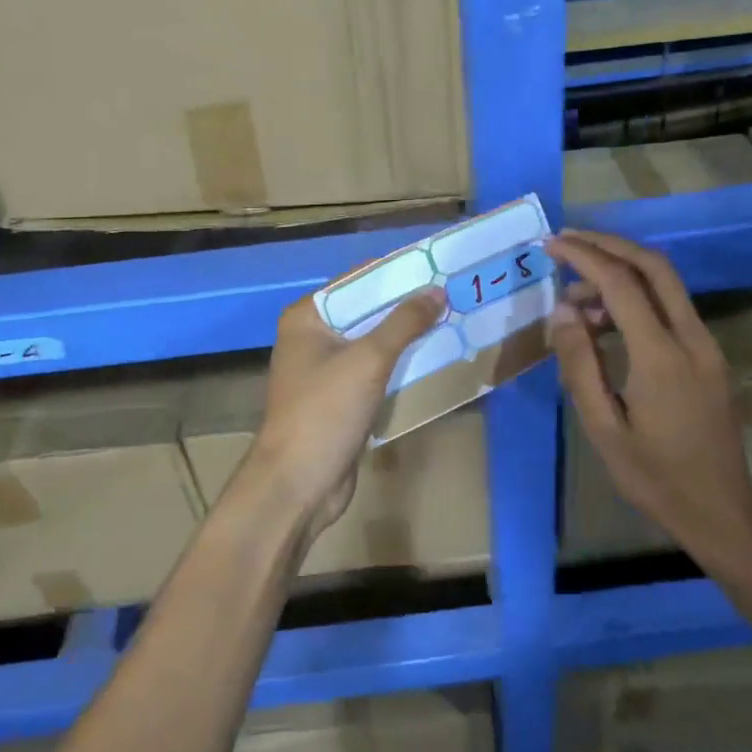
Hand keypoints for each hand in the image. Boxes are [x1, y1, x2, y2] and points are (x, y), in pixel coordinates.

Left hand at [244, 286, 446, 537]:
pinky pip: (374, 371)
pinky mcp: (339, 399)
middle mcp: (312, 337)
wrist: (298, 484)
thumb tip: (436, 291)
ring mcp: (325, 370)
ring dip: (406, 337)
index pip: (357, 281)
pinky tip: (433, 359)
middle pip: (366, 312)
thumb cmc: (325, 410)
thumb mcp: (369, 359)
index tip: (437, 268)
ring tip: (452, 321)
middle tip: (453, 295)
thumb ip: (404, 322)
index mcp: (307, 317)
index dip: (397, 274)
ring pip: (373, 343)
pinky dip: (399, 365)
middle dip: (406, 307)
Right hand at [547, 230, 751, 560]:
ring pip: (666, 283)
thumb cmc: (654, 477)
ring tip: (576, 296)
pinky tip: (606, 319)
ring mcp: (706, 345)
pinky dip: (637, 296)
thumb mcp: (603, 428)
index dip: (584, 257)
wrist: (721, 509)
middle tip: (567, 241)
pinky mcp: (709, 355)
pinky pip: (671, 307)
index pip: (621, 284)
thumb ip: (580, 366)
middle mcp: (691, 338)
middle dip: (609, 245)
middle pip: (654, 266)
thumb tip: (563, 312)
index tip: (551, 245)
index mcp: (661, 357)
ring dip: (622, 271)